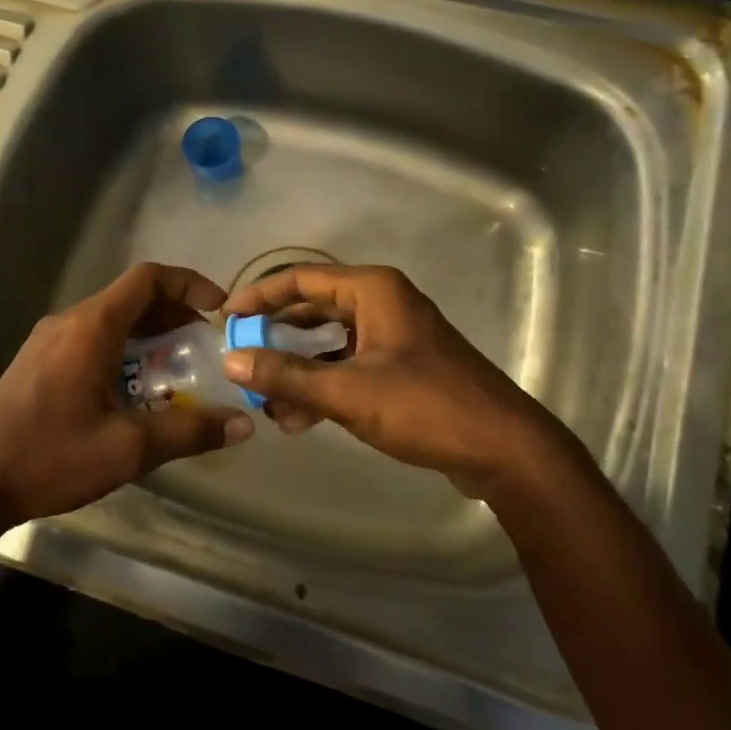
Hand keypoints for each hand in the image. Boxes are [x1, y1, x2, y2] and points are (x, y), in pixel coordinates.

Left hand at [0, 263, 252, 537]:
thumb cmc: (52, 457)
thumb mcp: (129, 448)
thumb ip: (189, 431)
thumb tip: (243, 424)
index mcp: (91, 327)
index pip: (148, 278)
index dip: (189, 284)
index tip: (219, 309)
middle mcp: (69, 322)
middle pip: (132, 299)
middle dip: (174, 316)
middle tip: (204, 348)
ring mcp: (49, 340)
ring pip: (112, 321)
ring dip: (149, 337)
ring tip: (177, 371)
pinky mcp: (38, 361)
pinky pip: (92, 340)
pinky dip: (124, 350)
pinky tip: (134, 392)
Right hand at [220, 264, 591, 499]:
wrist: (505, 450)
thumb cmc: (426, 406)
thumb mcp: (348, 391)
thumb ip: (287, 375)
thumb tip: (231, 359)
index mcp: (373, 290)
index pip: (301, 279)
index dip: (259, 295)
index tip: (226, 316)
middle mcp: (382, 303)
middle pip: (313, 310)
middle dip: (277, 338)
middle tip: (241, 358)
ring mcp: (395, 336)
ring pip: (330, 343)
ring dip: (298, 370)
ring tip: (267, 401)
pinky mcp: (402, 367)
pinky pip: (349, 366)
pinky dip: (324, 386)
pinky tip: (300, 419)